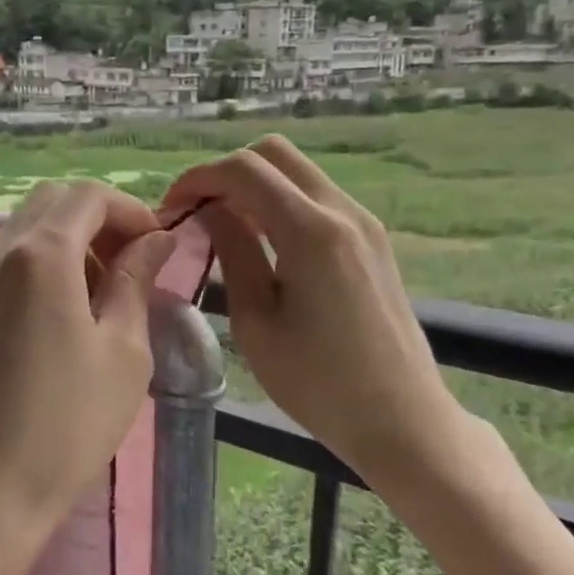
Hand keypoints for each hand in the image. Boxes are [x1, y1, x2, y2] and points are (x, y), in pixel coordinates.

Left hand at [0, 180, 176, 537]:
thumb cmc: (68, 424)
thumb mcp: (122, 350)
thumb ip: (135, 280)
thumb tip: (155, 239)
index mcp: (39, 256)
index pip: (88, 196)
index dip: (130, 208)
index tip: (157, 244)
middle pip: (51, 201)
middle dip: (98, 217)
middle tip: (131, 260)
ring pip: (24, 229)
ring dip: (68, 239)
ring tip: (101, 290)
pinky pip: (3, 261)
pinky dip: (38, 263)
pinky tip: (60, 311)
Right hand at [164, 137, 487, 492]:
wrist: (402, 421)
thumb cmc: (318, 384)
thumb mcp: (256, 322)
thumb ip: (233, 253)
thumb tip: (208, 210)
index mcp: (311, 232)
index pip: (244, 170)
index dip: (198, 178)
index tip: (171, 208)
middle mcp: (343, 211)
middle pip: (274, 153)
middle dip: (226, 172)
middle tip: (198, 211)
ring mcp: (364, 223)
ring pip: (298, 171)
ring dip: (255, 185)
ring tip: (225, 227)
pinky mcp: (372, 240)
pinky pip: (317, 196)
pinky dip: (281, 201)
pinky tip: (264, 242)